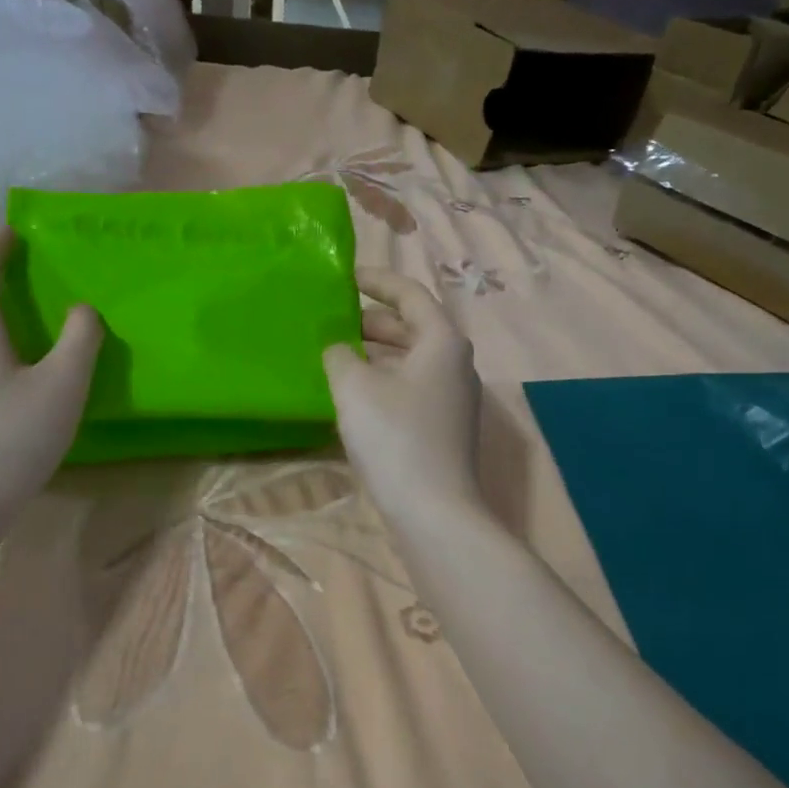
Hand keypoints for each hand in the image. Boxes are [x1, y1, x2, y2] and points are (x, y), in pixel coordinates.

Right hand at [322, 268, 485, 532]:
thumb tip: (337, 348)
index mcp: (442, 341)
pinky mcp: (445, 427)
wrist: (433, 510)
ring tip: (337, 354)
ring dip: (376, 352)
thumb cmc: (395, 437)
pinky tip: (355, 394)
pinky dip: (384, 379)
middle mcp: (455, 364)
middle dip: (373, 320)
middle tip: (333, 319)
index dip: (377, 282)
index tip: (346, 278)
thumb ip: (339, 355)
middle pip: (413, 328)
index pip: (410, 295)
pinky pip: (412, 387)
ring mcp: (454, 398)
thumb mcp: (355, 388)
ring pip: (411, 360)